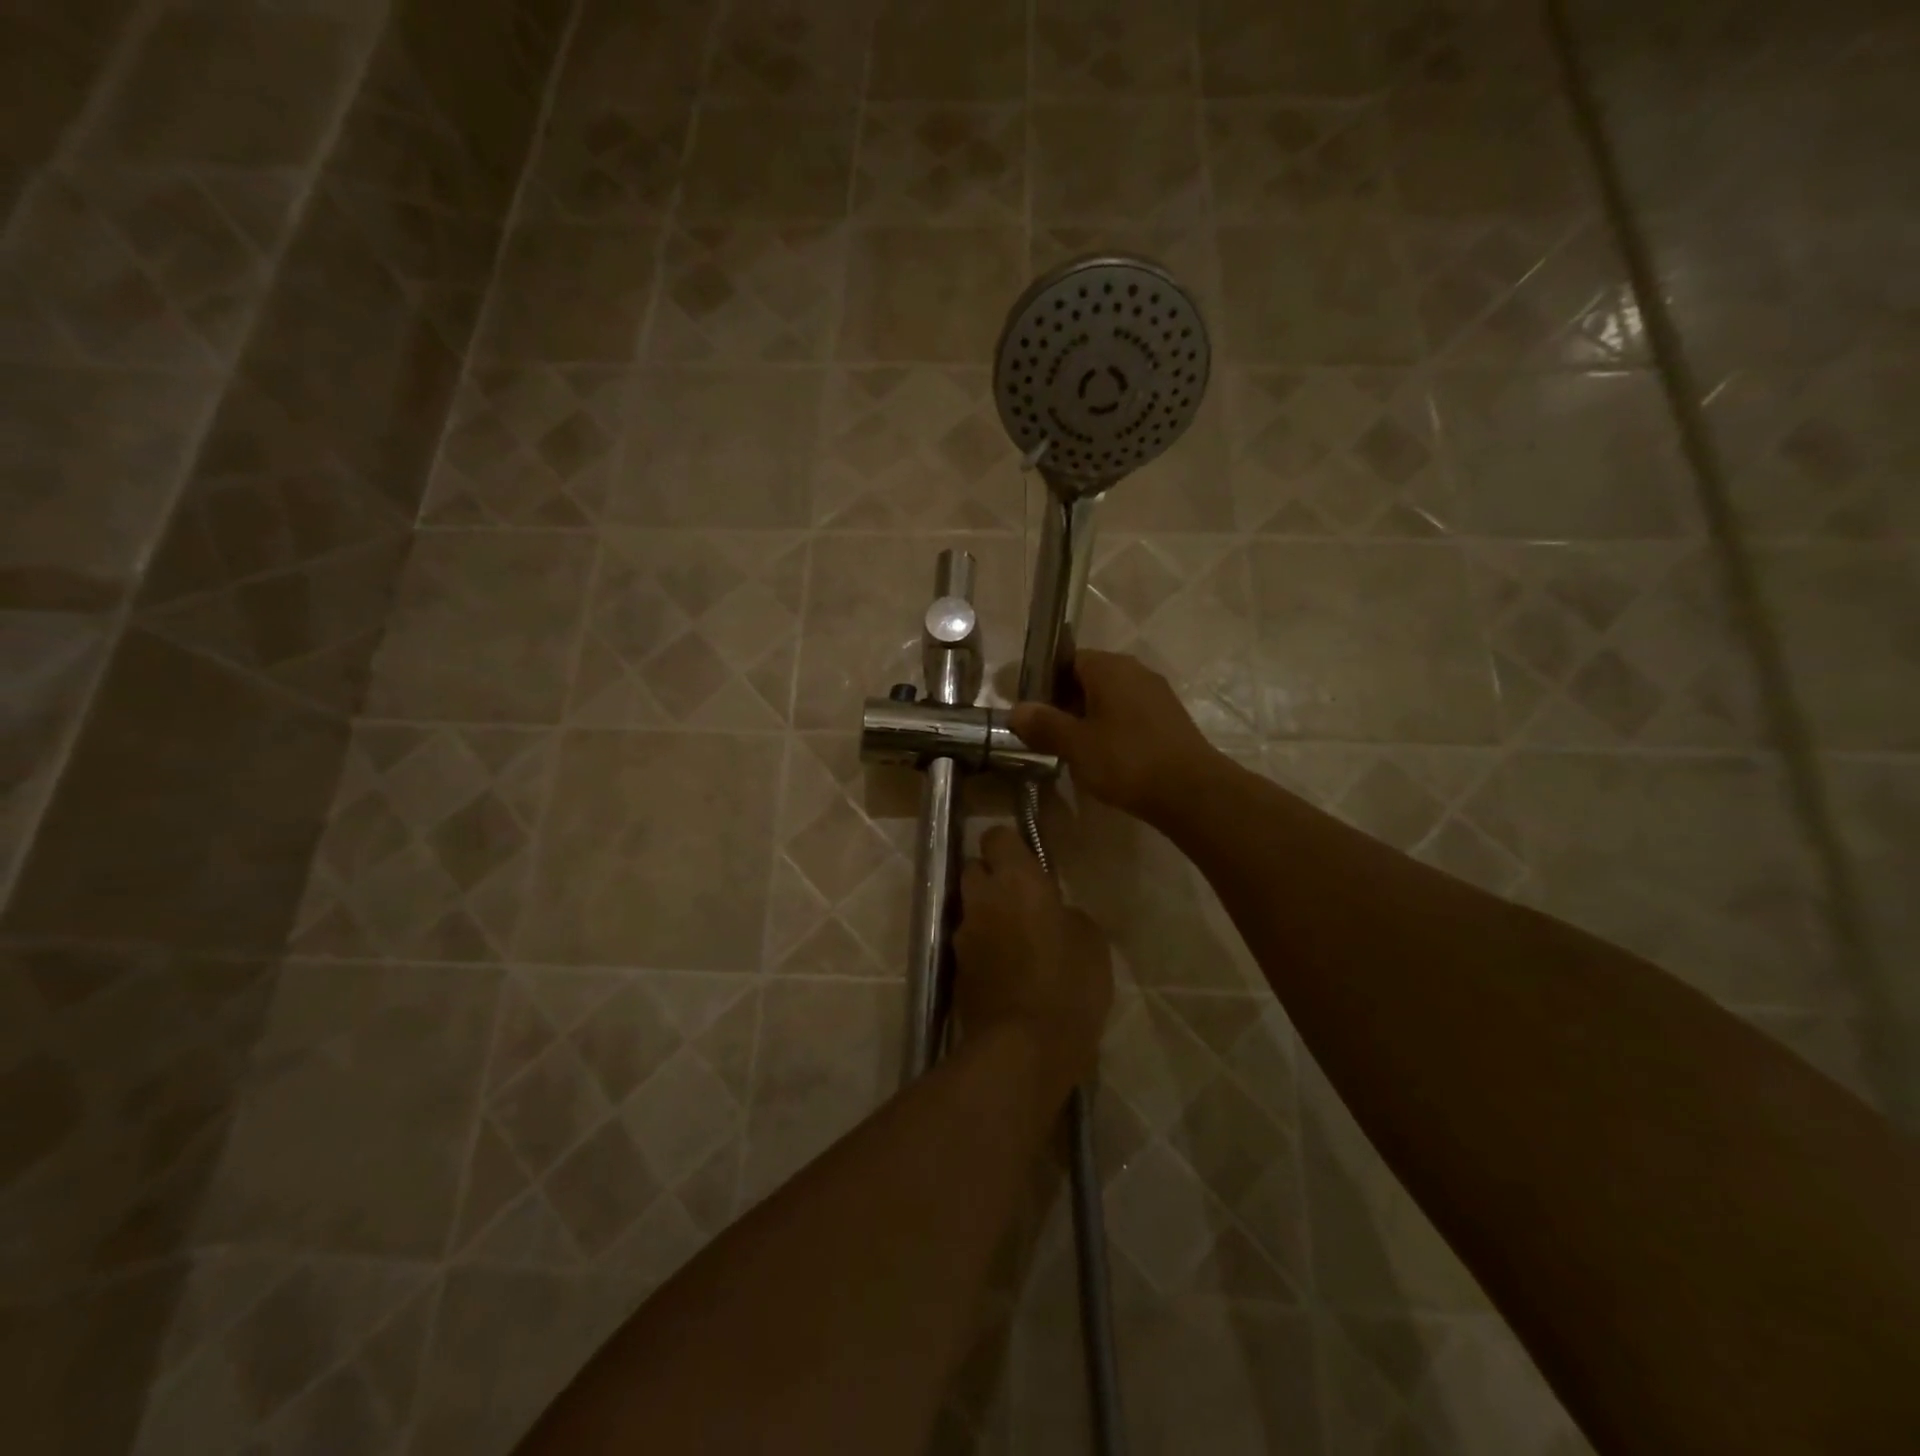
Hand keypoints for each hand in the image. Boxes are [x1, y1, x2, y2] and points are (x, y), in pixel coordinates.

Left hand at [954, 826, 1112, 1092]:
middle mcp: (982, 898)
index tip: (1029, 862)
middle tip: (1021, 899)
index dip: (1011, 845)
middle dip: (993, 876)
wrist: (1025, 1047)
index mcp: (1016, 880)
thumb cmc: (1069, 984)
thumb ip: (1065, 912)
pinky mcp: (956, 969)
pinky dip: (984, 947)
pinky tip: (1007, 970)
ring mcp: (964, 935)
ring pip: (969, 907)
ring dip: (987, 913)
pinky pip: (969, 943)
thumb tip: (1052, 912)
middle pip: (974, 868)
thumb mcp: (1090, 940)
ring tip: (1016, 938)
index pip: (997, 836)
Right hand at [1008, 650, 1222, 822]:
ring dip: (1087, 719)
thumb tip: (1016, 710)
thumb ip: (1044, 724)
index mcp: (1110, 667)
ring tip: (1071, 750)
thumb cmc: (1126, 760)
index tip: (1029, 711)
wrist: (1192, 792)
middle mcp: (1135, 671)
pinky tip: (1104, 758)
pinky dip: (1111, 730)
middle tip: (1045, 734)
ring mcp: (1156, 694)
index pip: (1067, 660)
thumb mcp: (1075, 744)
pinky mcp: (1169, 719)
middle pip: (1088, 678)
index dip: (1044, 683)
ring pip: (1110, 699)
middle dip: (1064, 703)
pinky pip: (1129, 715)